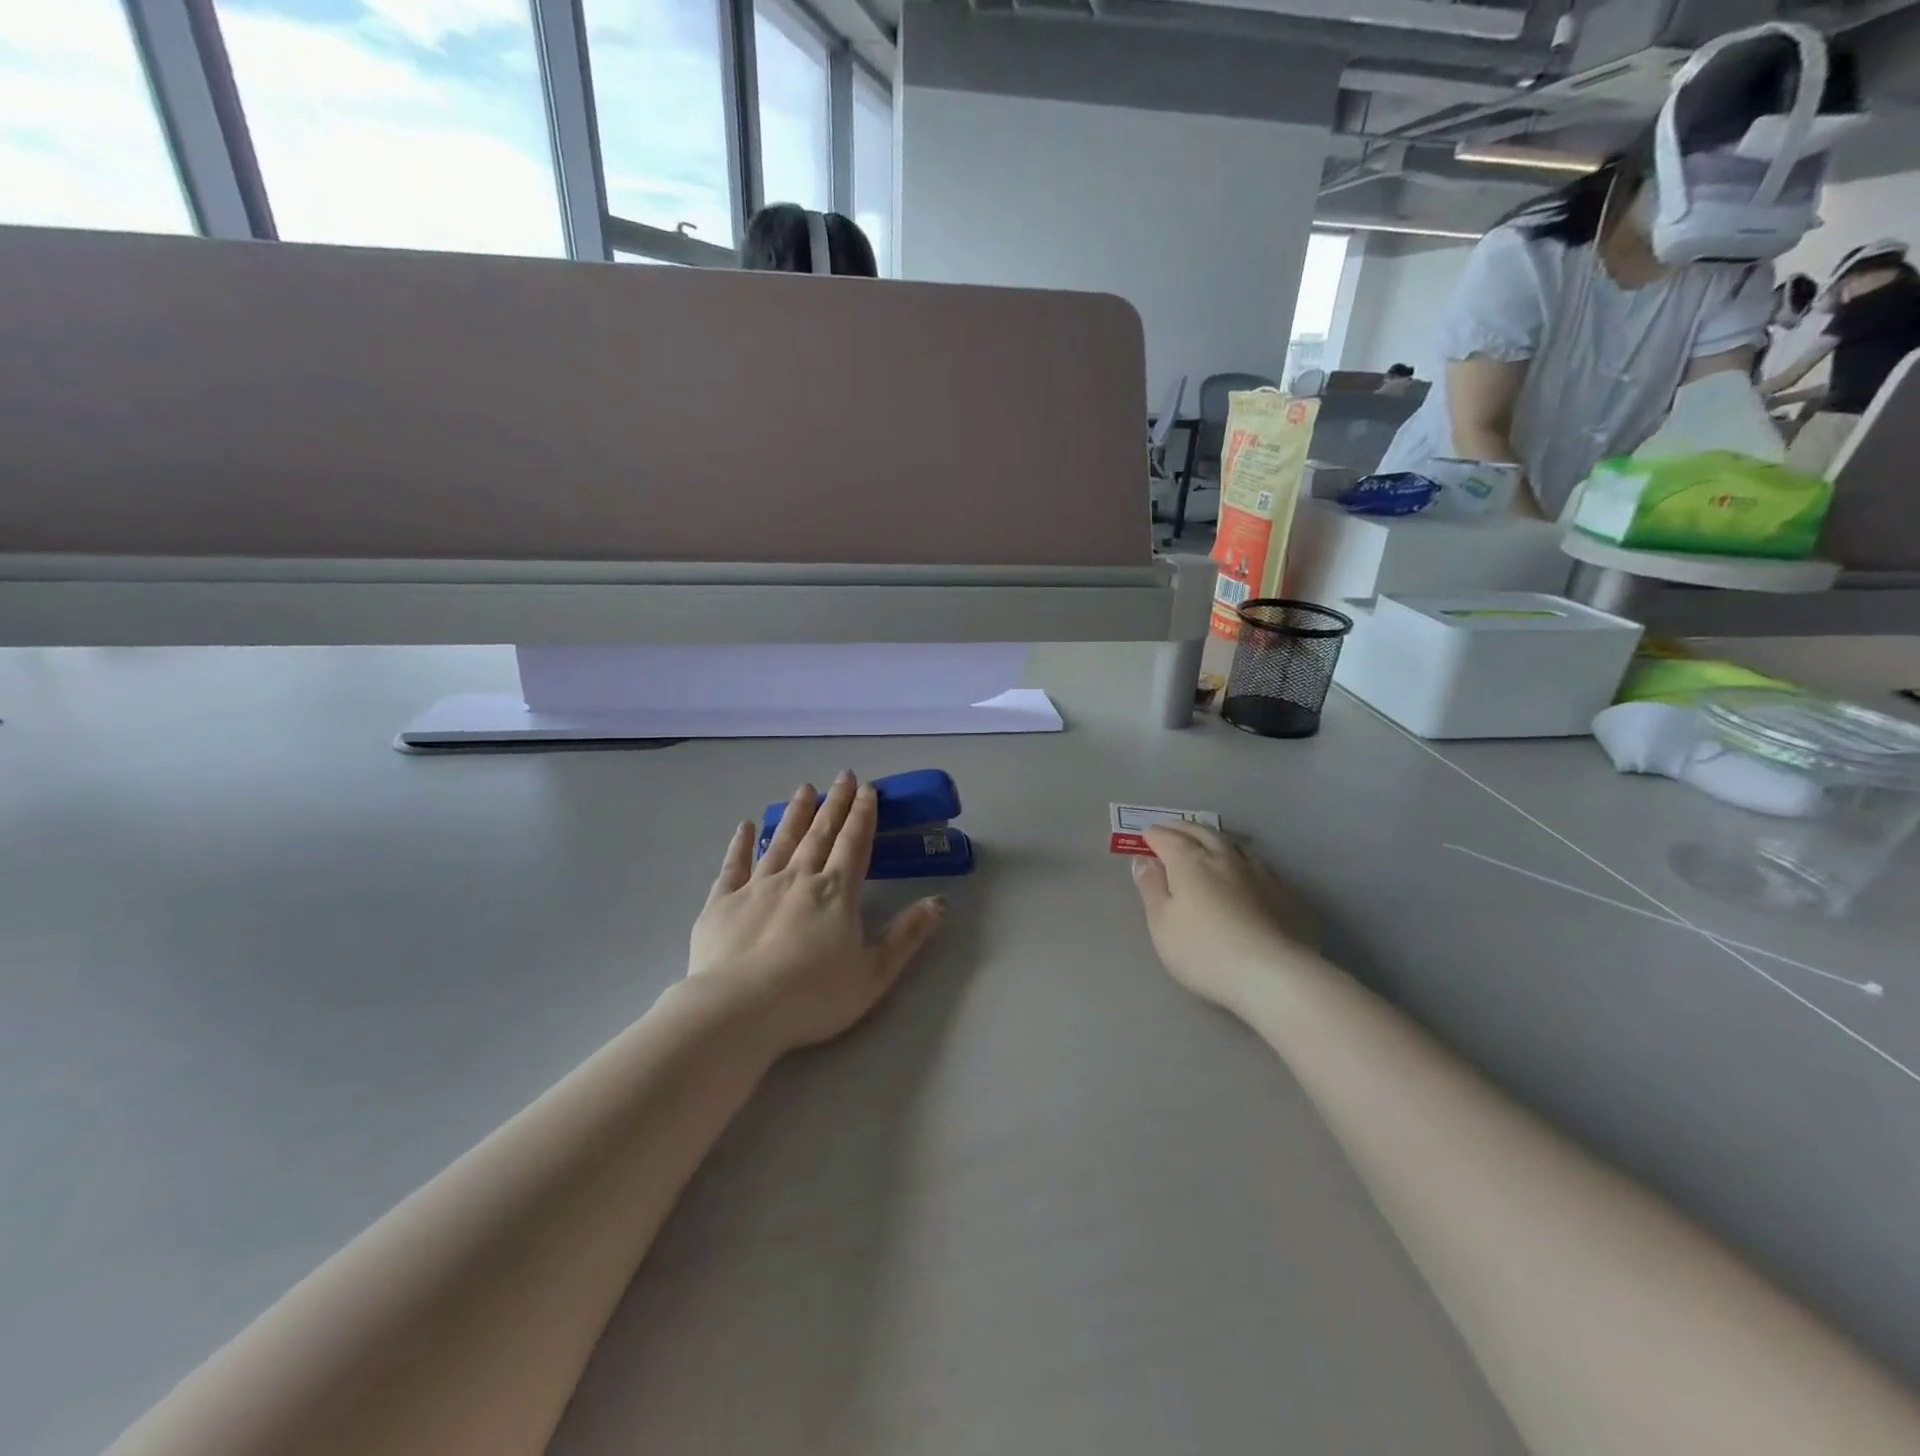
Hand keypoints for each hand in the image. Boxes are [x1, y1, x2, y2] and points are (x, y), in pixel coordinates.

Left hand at [688, 772, 946, 1054]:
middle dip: (834, 803)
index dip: (863, 815)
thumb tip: (940, 902)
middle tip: (842, 776)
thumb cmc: (813, 996)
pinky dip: (742, 843)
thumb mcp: (874, 974)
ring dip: (796, 814)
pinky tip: (747, 825)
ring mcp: (757, 886)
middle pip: (821, 833)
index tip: (868, 789)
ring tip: (804, 788)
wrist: (739, 1010)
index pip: (854, 843)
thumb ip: (907, 936)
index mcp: (837, 892)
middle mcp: (799, 878)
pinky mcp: (723, 902)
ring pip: (781, 840)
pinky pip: (734, 864)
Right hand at [1129, 823, 1314, 1012]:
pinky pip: (1258, 864)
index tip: (1146, 836)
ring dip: (1215, 839)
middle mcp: (1225, 858)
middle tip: (1172, 828)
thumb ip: (1151, 888)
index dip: (1154, 835)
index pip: (1168, 838)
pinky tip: (1244, 871)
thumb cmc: (1205, 952)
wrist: (1275, 976)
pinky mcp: (1285, 892)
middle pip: (1202, 832)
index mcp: (1191, 862)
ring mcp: (1260, 873)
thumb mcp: (1162, 924)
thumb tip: (1144, 860)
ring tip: (1207, 842)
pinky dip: (1242, 860)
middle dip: (1183, 828)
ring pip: (1234, 844)